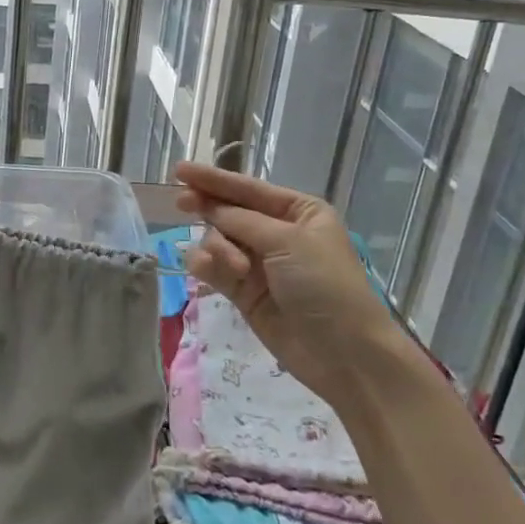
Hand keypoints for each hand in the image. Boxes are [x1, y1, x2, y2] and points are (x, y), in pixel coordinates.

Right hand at [174, 162, 403, 408]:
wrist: (344, 353)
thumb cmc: (325, 285)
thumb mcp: (288, 242)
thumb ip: (242, 220)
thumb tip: (209, 206)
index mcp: (298, 212)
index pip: (248, 189)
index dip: (213, 179)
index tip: (180, 170)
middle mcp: (277, 233)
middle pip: (230, 212)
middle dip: (208, 208)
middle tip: (181, 202)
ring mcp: (259, 264)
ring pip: (218, 240)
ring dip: (218, 247)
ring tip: (234, 268)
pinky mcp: (244, 293)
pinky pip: (215, 269)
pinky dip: (207, 266)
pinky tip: (205, 271)